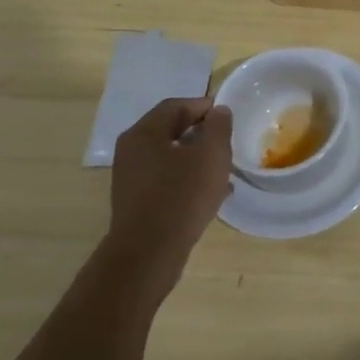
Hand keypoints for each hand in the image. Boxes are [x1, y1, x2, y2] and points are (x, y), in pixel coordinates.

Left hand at [107, 98, 233, 310]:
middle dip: (201, 133)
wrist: (149, 254)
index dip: (204, 106)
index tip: (227, 116)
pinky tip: (211, 193)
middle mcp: (131, 151)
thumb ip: (218, 127)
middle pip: (171, 130)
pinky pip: (166, 180)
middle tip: (226, 141)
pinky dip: (187, 179)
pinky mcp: (137, 202)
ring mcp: (131, 178)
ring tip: (223, 169)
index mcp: (144, 133)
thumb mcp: (211, 155)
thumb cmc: (182, 195)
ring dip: (196, 158)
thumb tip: (218, 111)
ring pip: (170, 157)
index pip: (176, 105)